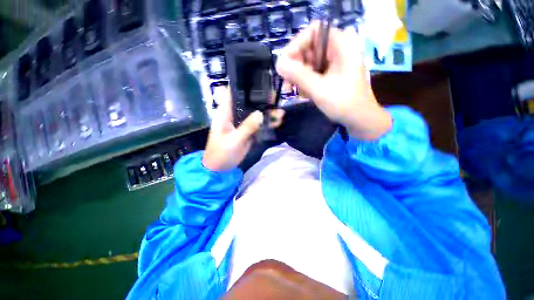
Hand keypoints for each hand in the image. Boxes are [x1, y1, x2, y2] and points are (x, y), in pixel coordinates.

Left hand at [202, 88, 283, 171]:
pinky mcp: (248, 132)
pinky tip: (278, 121)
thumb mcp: (234, 140)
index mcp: (225, 113)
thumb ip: (247, 127)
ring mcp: (242, 123)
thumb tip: (261, 114)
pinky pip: (258, 125)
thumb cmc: (221, 153)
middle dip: (261, 100)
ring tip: (281, 112)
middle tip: (276, 98)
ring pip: (255, 114)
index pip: (233, 93)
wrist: (220, 169)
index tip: (259, 82)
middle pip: (248, 103)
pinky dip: (267, 123)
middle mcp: (234, 115)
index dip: (244, 85)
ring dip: (267, 113)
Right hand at [276, 22, 391, 139]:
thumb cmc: (343, 103)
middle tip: (287, 82)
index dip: (296, 45)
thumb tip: (278, 63)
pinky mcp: (329, 75)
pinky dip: (305, 83)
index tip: (285, 64)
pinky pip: (312, 73)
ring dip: (298, 77)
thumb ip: (298, 75)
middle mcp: (336, 50)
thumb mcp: (319, 89)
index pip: (313, 32)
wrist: (359, 119)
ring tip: (296, 91)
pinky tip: (305, 94)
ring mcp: (333, 63)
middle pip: (308, 48)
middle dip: (295, 66)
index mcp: (341, 45)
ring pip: (308, 63)